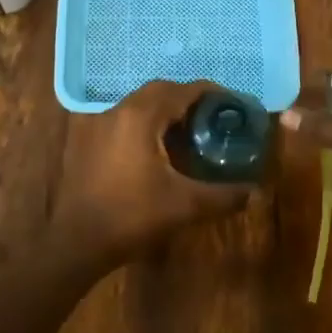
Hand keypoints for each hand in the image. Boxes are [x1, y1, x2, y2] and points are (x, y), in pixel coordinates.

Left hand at [54, 79, 251, 266]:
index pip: (182, 90)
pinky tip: (162, 149)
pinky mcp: (92, 140)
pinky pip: (127, 118)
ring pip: (141, 104)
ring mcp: (102, 124)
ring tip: (193, 132)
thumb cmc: (131, 216)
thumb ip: (222, 195)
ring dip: (168, 110)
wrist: (77, 242)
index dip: (211, 94)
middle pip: (161, 91)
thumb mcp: (184, 206)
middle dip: (190, 99)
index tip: (233, 105)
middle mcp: (120, 111)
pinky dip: (149, 123)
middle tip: (214, 117)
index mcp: (141, 116)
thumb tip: (254, 192)